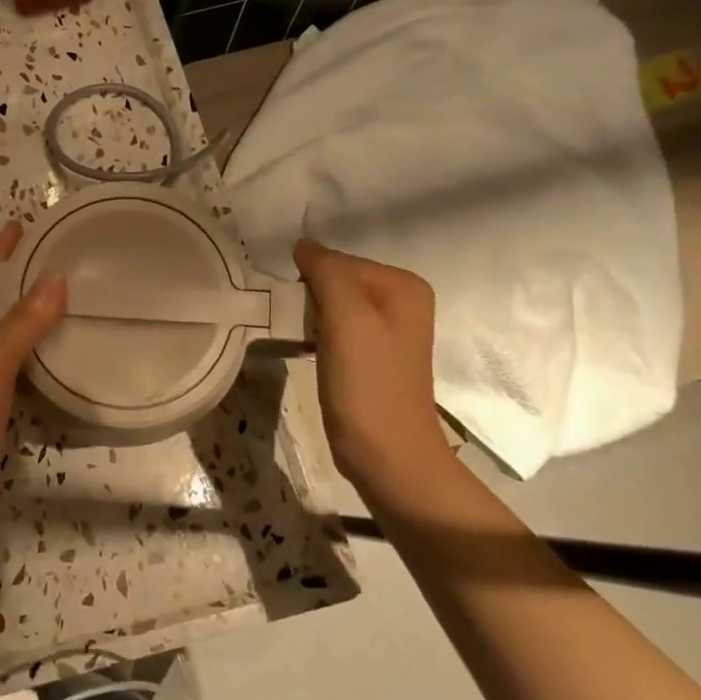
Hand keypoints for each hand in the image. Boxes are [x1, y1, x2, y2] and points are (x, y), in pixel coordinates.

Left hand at [0, 221, 66, 557]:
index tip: (22, 227)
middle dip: (17, 287)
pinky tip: (56, 359)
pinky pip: (11, 377)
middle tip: (56, 263)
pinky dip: (31, 362)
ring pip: (0, 346)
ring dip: (27, 324)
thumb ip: (22, 327)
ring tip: (64, 303)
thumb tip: (55, 278)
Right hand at [293, 240, 446, 484]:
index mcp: (404, 285)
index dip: (310, 282)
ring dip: (310, 318)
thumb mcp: (346, 318)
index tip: (296, 311)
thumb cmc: (367, 384)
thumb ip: (327, 272)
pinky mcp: (372, 356)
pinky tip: (309, 353)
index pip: (338, 261)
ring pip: (333, 305)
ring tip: (300, 340)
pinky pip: (336, 329)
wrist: (386, 454)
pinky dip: (317, 335)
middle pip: (337, 281)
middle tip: (298, 327)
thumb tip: (303, 244)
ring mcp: (388, 330)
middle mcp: (402, 301)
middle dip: (310, 299)